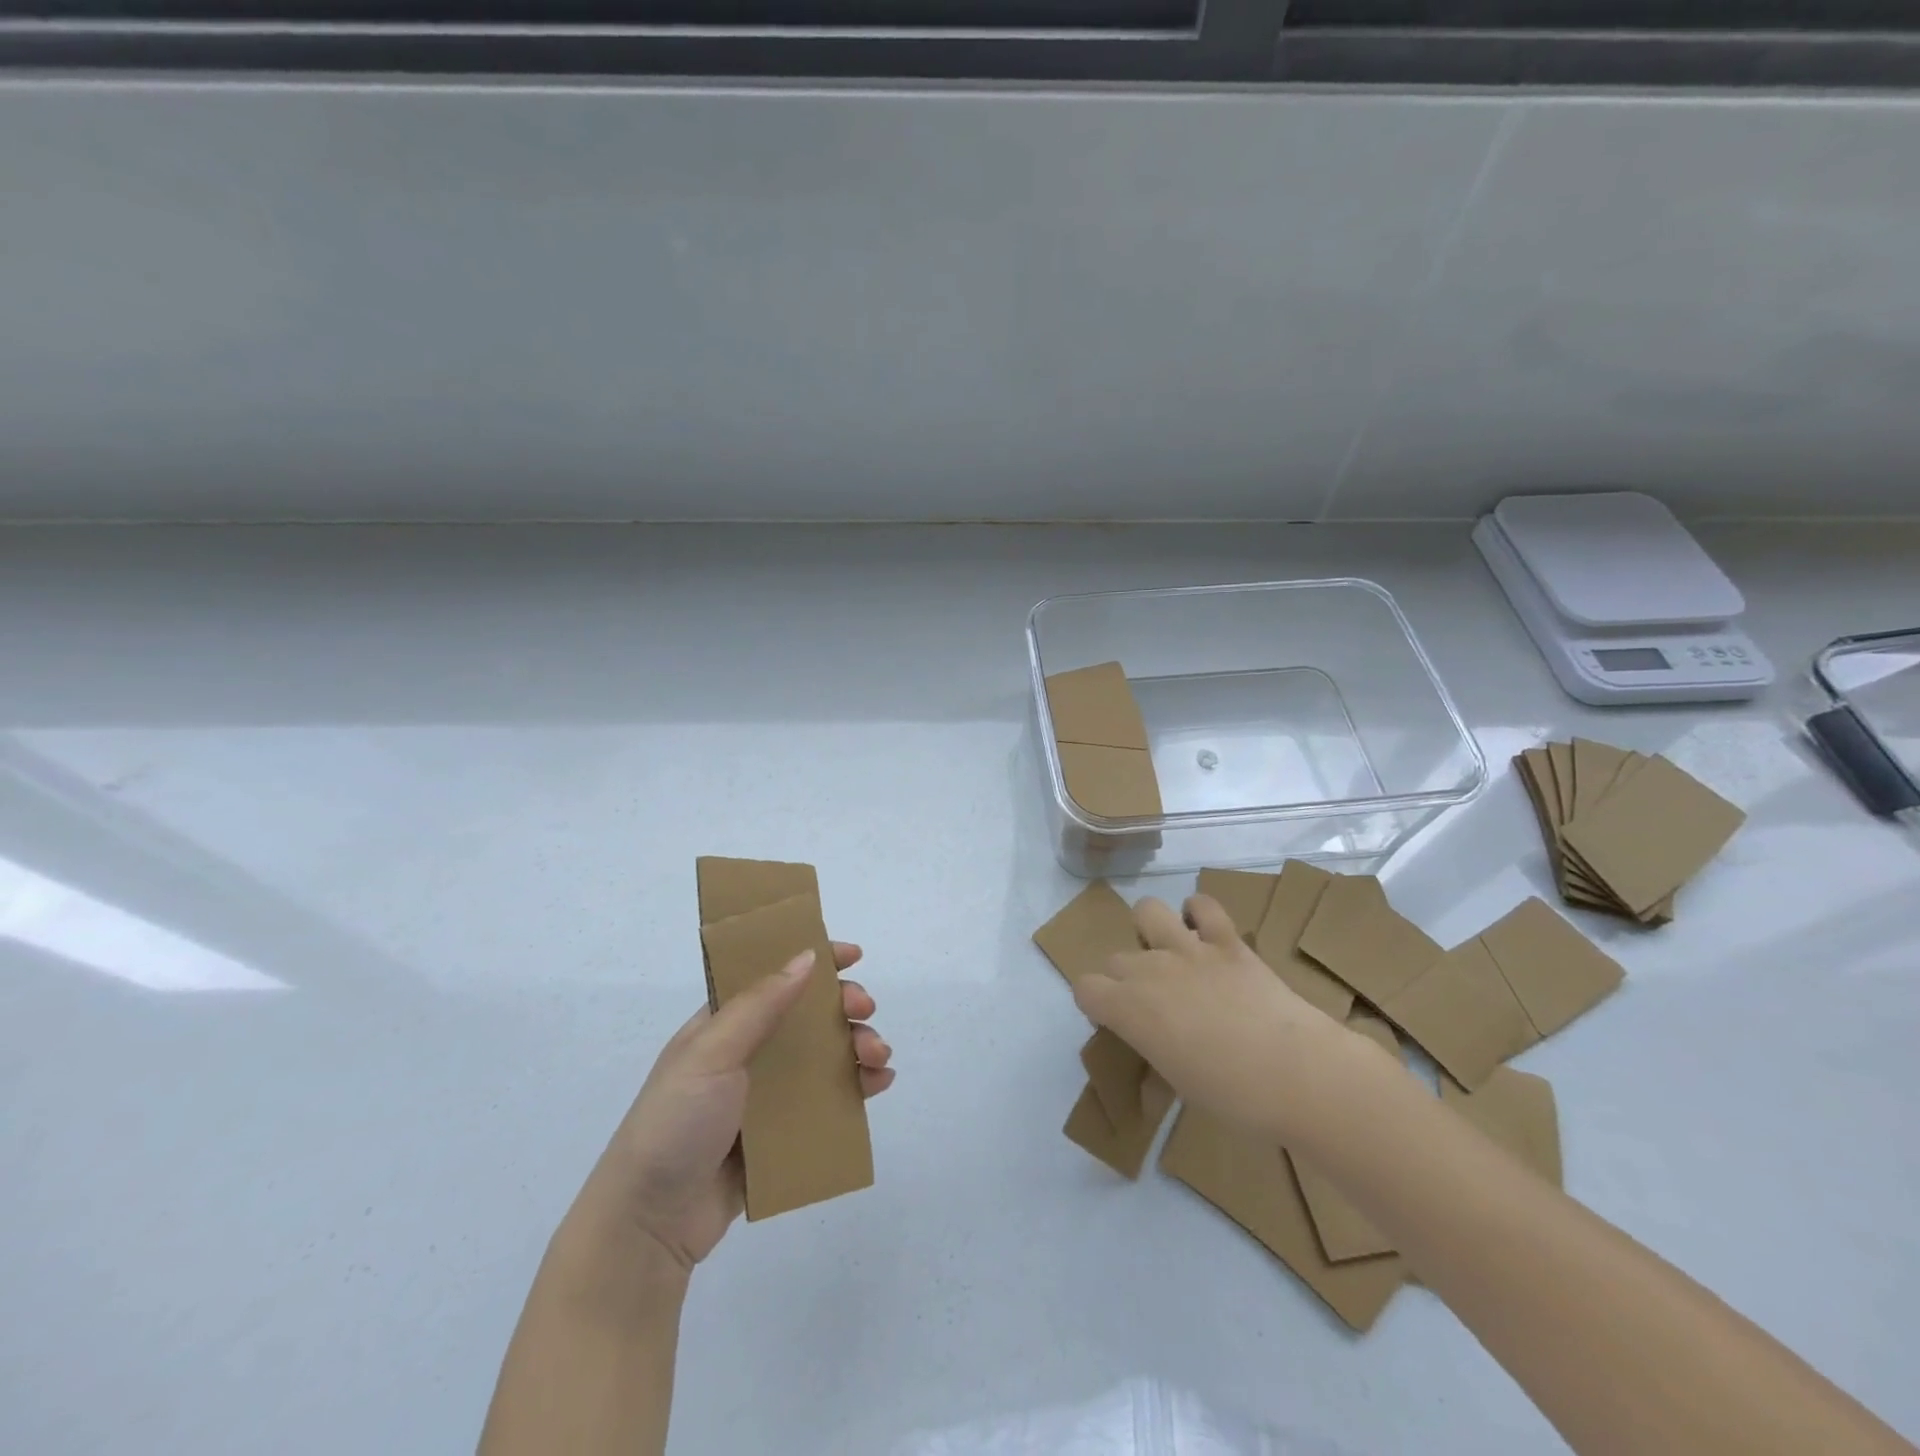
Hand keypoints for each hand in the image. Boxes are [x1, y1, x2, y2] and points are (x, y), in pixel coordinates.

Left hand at [574, 942, 893, 1271]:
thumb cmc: (676, 1122)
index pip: (774, 977)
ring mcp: (766, 1096)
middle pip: (808, 1016)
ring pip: (825, 1057)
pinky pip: (827, 1101)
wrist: (649, 1224)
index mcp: (724, 1024)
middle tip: (865, 1011)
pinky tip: (879, 1084)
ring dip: (858, 1046)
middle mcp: (748, 1053)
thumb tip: (807, 956)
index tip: (853, 956)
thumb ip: (760, 1005)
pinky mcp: (781, 1135)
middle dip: (844, 1006)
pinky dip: (857, 1087)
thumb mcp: (712, 1052)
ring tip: (879, 1057)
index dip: (814, 961)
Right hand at [1072, 895, 1391, 1144]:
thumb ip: (1154, 1055)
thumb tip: (1154, 1057)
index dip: (1096, 1003)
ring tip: (1169, 953)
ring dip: (1151, 930)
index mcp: (1129, 1009)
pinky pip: (1203, 905)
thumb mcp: (1179, 1085)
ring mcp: (1189, 949)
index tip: (1115, 1020)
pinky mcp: (1227, 940)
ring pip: (1146, 911)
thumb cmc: (1233, 1097)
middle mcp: (1149, 969)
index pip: (1085, 988)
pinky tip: (1206, 933)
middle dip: (1125, 977)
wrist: (1298, 1074)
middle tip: (1153, 1003)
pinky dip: (1199, 913)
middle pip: (1115, 958)